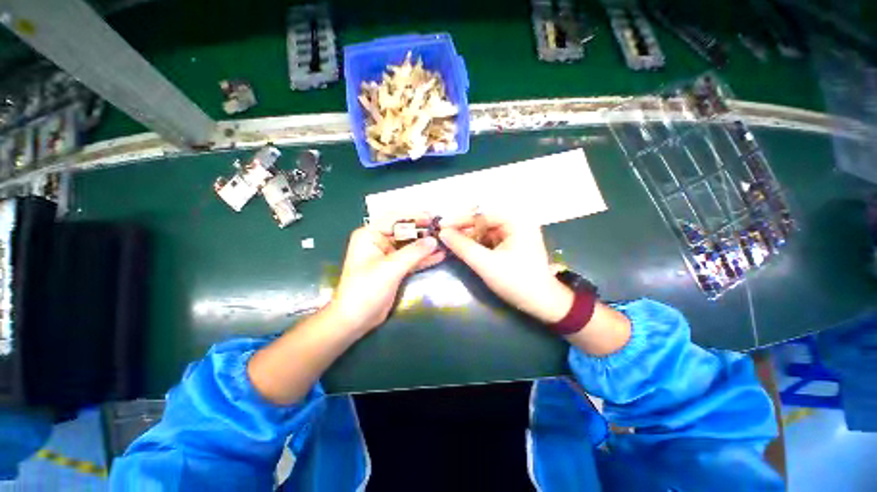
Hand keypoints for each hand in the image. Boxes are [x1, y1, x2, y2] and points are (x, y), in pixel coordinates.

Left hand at [328, 217, 444, 332]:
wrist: (355, 319)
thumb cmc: (366, 289)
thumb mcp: (390, 268)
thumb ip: (413, 252)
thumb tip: (434, 240)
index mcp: (370, 235)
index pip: (394, 219)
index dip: (414, 216)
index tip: (432, 217)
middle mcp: (378, 242)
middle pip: (404, 231)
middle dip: (422, 232)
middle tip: (442, 230)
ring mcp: (387, 256)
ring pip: (409, 246)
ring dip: (425, 245)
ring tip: (445, 242)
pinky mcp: (394, 269)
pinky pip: (411, 259)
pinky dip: (424, 258)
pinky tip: (439, 256)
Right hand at [438, 214, 572, 323]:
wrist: (542, 303)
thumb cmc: (516, 281)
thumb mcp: (486, 264)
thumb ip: (463, 247)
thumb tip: (442, 232)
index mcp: (516, 221)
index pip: (482, 215)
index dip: (460, 220)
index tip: (440, 226)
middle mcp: (516, 223)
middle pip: (483, 221)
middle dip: (464, 229)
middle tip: (444, 236)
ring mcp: (514, 234)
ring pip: (485, 231)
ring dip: (469, 238)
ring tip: (451, 244)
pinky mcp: (511, 245)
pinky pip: (489, 240)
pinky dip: (477, 245)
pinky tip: (465, 250)